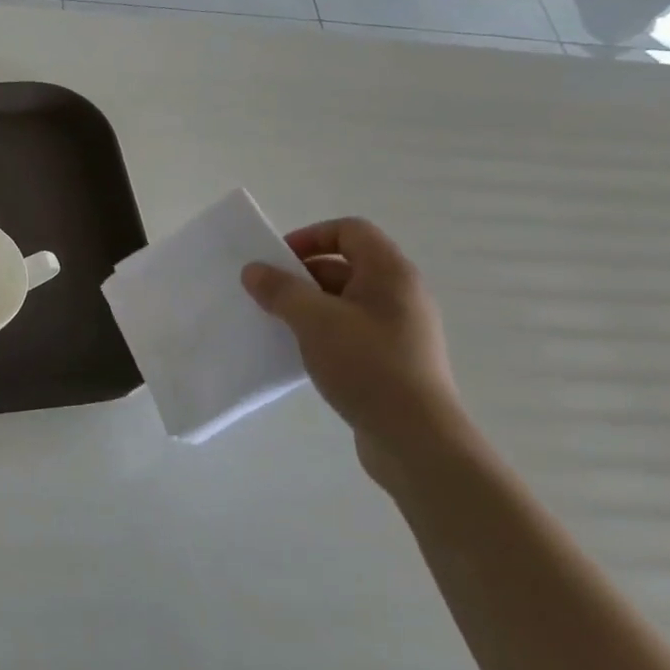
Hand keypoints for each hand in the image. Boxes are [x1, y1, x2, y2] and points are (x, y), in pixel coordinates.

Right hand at [242, 218, 482, 489]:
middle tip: (267, 295)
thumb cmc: (368, 366)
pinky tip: (300, 353)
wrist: (416, 439)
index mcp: (390, 273)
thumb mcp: (314, 321)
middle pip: (344, 265)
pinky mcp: (391, 360)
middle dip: (301, 275)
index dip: (310, 237)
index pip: (350, 231)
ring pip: (343, 301)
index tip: (278, 261)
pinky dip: (322, 332)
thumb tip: (254, 270)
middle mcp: (400, 294)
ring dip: (308, 306)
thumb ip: (281, 290)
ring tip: (277, 325)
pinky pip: (350, 330)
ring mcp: (398, 329)